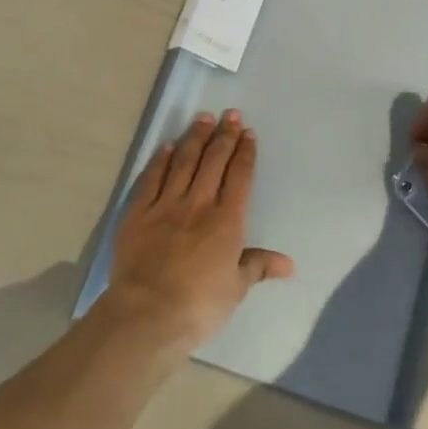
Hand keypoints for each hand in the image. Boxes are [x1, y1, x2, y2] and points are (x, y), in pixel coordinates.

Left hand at [101, 111, 293, 350]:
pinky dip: (160, 161)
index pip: (239, 177)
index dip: (245, 153)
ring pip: (183, 163)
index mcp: (227, 221)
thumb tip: (289, 264)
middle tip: (231, 115)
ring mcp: (165, 206)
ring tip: (203, 119)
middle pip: (213, 162)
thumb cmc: (199, 305)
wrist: (148, 313)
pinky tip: (166, 147)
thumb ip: (258, 267)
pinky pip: (151, 179)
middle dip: (224, 136)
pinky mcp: (137, 214)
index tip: (248, 133)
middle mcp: (198, 204)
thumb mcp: (236, 288)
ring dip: (195, 138)